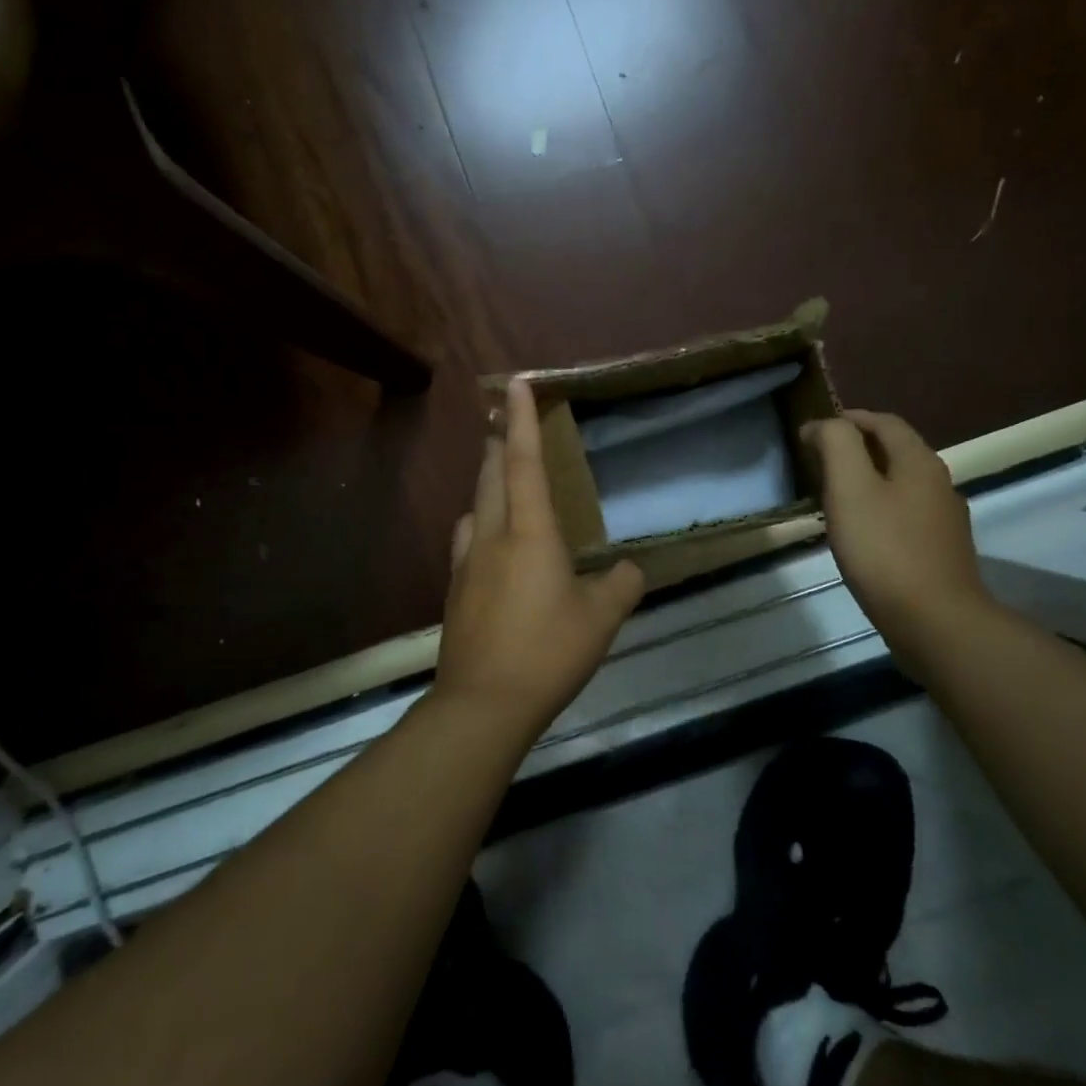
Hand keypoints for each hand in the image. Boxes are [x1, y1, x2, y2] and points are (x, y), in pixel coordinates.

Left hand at [434, 378, 645, 735]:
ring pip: (475, 505)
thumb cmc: (547, 652)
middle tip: (504, 422)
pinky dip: (478, 522)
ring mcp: (467, 563)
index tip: (516, 383)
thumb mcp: (600, 620)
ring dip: (486, 480)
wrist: (483, 703)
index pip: (527, 463)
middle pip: (492, 475)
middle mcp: (492, 536)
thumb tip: (630, 570)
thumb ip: (620, 586)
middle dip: (500, 443)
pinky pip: (466, 539)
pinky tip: (485, 537)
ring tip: (498, 473)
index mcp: (530, 533)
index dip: (525, 420)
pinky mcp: (455, 589)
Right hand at [802, 410, 991, 655]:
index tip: (813, 431)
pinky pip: (905, 515)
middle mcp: (938, 483)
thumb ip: (836, 444)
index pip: (884, 422)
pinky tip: (860, 533)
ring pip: (900, 485)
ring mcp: (944, 520)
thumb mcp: (850, 487)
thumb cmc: (884, 549)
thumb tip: (822, 424)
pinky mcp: (940, 552)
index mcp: (919, 462)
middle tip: (818, 461)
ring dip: (867, 480)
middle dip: (857, 448)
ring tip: (833, 496)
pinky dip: (878, 510)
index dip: (848, 419)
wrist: (935, 622)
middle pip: (895, 451)